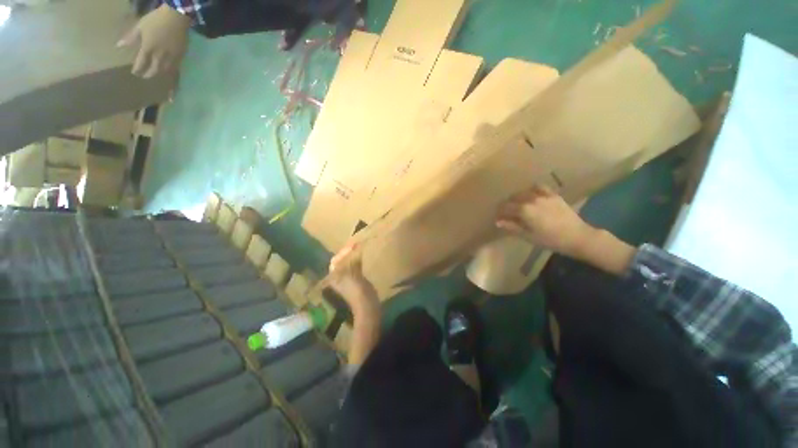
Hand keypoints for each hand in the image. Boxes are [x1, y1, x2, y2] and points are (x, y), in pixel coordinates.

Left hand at [118, 4, 190, 77]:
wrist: (176, 17)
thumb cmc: (156, 19)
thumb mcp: (140, 26)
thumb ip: (131, 37)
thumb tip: (119, 46)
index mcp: (148, 47)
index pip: (141, 63)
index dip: (137, 69)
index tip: (135, 72)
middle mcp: (159, 55)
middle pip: (154, 69)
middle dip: (148, 74)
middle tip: (144, 76)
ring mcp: (171, 56)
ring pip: (165, 70)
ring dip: (160, 73)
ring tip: (156, 74)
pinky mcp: (181, 55)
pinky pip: (175, 66)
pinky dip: (171, 70)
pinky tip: (168, 70)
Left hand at [329, 244, 378, 319]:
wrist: (367, 305)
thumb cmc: (357, 291)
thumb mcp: (351, 275)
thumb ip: (351, 262)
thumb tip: (354, 250)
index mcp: (334, 276)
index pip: (336, 260)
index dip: (343, 252)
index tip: (353, 246)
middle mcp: (339, 277)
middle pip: (341, 261)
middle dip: (347, 253)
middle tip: (356, 244)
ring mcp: (348, 279)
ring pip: (348, 263)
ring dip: (352, 256)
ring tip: (359, 248)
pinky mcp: (357, 280)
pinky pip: (355, 267)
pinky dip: (358, 261)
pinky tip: (363, 256)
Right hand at [496, 185, 595, 258]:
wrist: (577, 236)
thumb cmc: (550, 240)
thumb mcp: (528, 236)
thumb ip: (512, 227)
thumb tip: (498, 221)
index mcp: (523, 210)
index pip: (505, 207)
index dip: (499, 212)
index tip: (498, 218)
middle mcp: (531, 199)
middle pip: (512, 198)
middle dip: (507, 205)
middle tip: (506, 214)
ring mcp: (543, 195)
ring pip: (524, 192)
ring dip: (517, 198)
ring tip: (518, 205)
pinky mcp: (553, 195)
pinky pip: (539, 187)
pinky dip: (531, 190)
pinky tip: (532, 196)